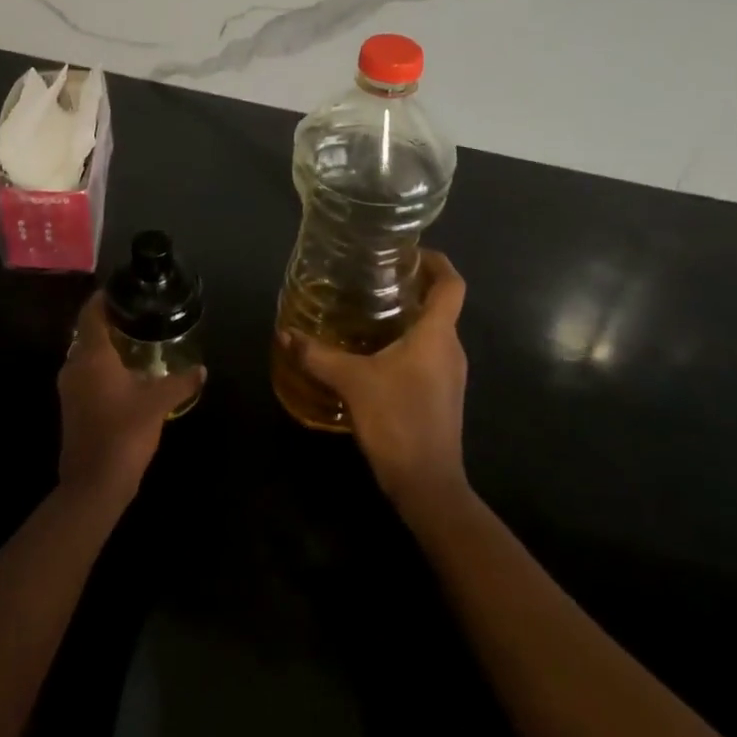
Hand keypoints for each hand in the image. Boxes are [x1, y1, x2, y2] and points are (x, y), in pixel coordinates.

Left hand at [57, 292, 202, 502]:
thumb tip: (201, 369)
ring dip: (103, 346)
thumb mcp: (158, 404)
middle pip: (86, 333)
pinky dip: (100, 367)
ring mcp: (69, 388)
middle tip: (135, 316)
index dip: (102, 299)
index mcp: (92, 356)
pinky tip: (124, 375)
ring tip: (133, 342)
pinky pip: (84, 374)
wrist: (93, 484)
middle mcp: (74, 366)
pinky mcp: (71, 406)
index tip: (120, 290)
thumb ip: (180, 382)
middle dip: (107, 322)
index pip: (90, 314)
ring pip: (84, 355)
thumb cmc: (124, 433)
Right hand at [282, 250, 470, 512]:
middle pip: (441, 305)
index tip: (410, 251)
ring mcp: (449, 375)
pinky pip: (426, 354)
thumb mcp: (352, 382)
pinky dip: (405, 343)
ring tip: (368, 310)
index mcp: (438, 335)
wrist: (427, 485)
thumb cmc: (398, 421)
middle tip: (374, 277)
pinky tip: (372, 352)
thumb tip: (285, 333)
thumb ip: (318, 355)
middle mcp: (450, 349)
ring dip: (407, 316)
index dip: (437, 262)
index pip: (452, 284)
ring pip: (432, 331)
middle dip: (412, 286)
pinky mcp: (440, 395)